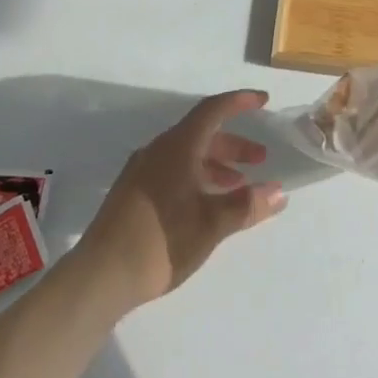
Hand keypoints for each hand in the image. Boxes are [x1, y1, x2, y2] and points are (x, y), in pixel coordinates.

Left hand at [77, 90, 286, 307]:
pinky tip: (207, 204)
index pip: (213, 110)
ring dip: (216, 164)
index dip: (240, 102)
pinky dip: (197, 177)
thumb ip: (246, 205)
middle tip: (260, 159)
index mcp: (177, 147)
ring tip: (239, 186)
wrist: (99, 276)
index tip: (263, 101)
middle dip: (234, 143)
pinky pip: (173, 170)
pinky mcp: (134, 192)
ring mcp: (142, 171)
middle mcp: (158, 150)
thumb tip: (278, 192)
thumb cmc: (161, 242)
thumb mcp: (211, 224)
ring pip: (187, 154)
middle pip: (201, 133)